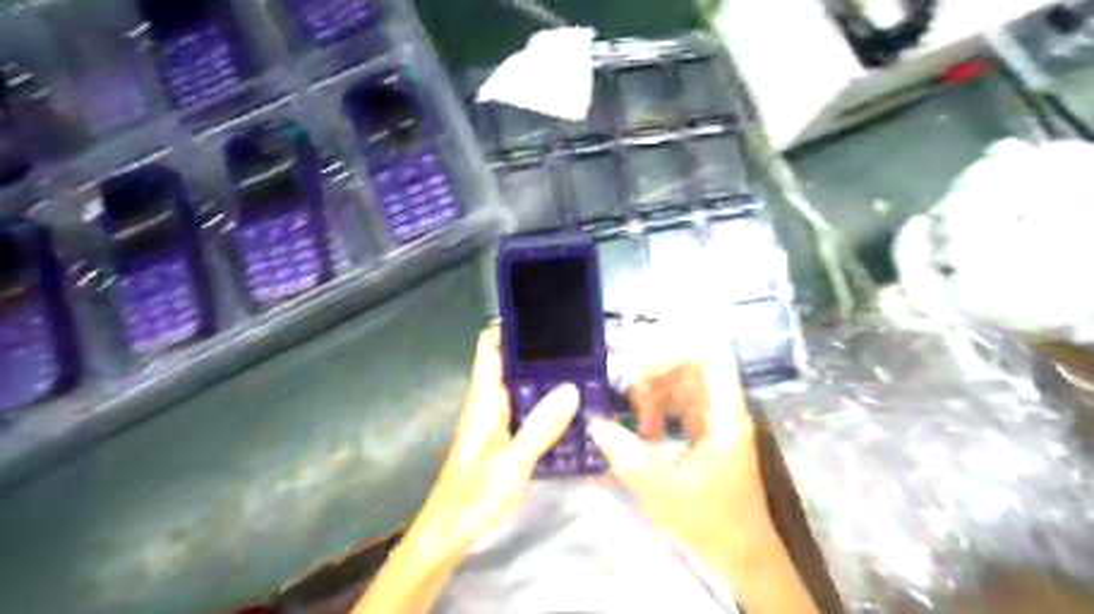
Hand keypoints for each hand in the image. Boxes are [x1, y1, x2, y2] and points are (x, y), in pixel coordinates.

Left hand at [411, 326, 580, 561]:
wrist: (448, 536)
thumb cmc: (472, 498)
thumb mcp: (511, 464)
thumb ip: (540, 427)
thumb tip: (571, 387)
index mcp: (484, 398)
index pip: (491, 346)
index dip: (511, 325)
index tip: (544, 313)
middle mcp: (490, 402)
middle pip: (512, 363)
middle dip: (541, 350)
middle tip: (581, 341)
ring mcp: (498, 421)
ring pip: (523, 387)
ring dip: (547, 377)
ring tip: (585, 366)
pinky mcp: (506, 439)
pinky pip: (529, 411)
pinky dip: (548, 403)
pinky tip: (574, 407)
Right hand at [594, 337, 815, 612]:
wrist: (744, 557)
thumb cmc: (710, 523)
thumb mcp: (660, 490)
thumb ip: (624, 454)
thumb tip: (593, 422)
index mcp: (724, 415)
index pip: (710, 356)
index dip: (673, 349)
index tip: (636, 364)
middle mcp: (724, 409)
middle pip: (691, 365)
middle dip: (654, 370)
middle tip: (623, 387)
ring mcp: (718, 420)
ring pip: (684, 384)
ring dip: (654, 392)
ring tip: (631, 414)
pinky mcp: (709, 433)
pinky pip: (682, 405)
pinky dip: (659, 410)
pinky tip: (643, 431)